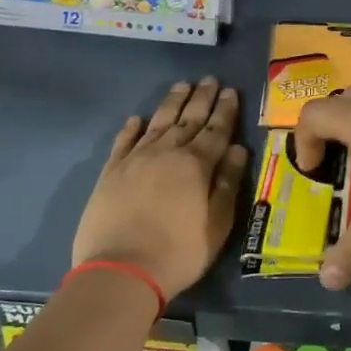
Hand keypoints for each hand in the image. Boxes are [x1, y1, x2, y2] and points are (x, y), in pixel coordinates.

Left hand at [74, 78, 250, 299]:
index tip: (231, 92)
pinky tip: (138, 118)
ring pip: (157, 123)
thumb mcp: (217, 224)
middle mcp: (166, 153)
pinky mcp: (111, 173)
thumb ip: (227, 183)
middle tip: (209, 79)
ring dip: (171, 103)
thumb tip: (239, 150)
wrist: (120, 270)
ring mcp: (135, 160)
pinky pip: (124, 142)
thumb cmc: (179, 252)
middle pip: (188, 119)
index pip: (216, 130)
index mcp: (196, 165)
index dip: (225, 111)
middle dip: (201, 98)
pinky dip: (132, 128)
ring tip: (181, 86)